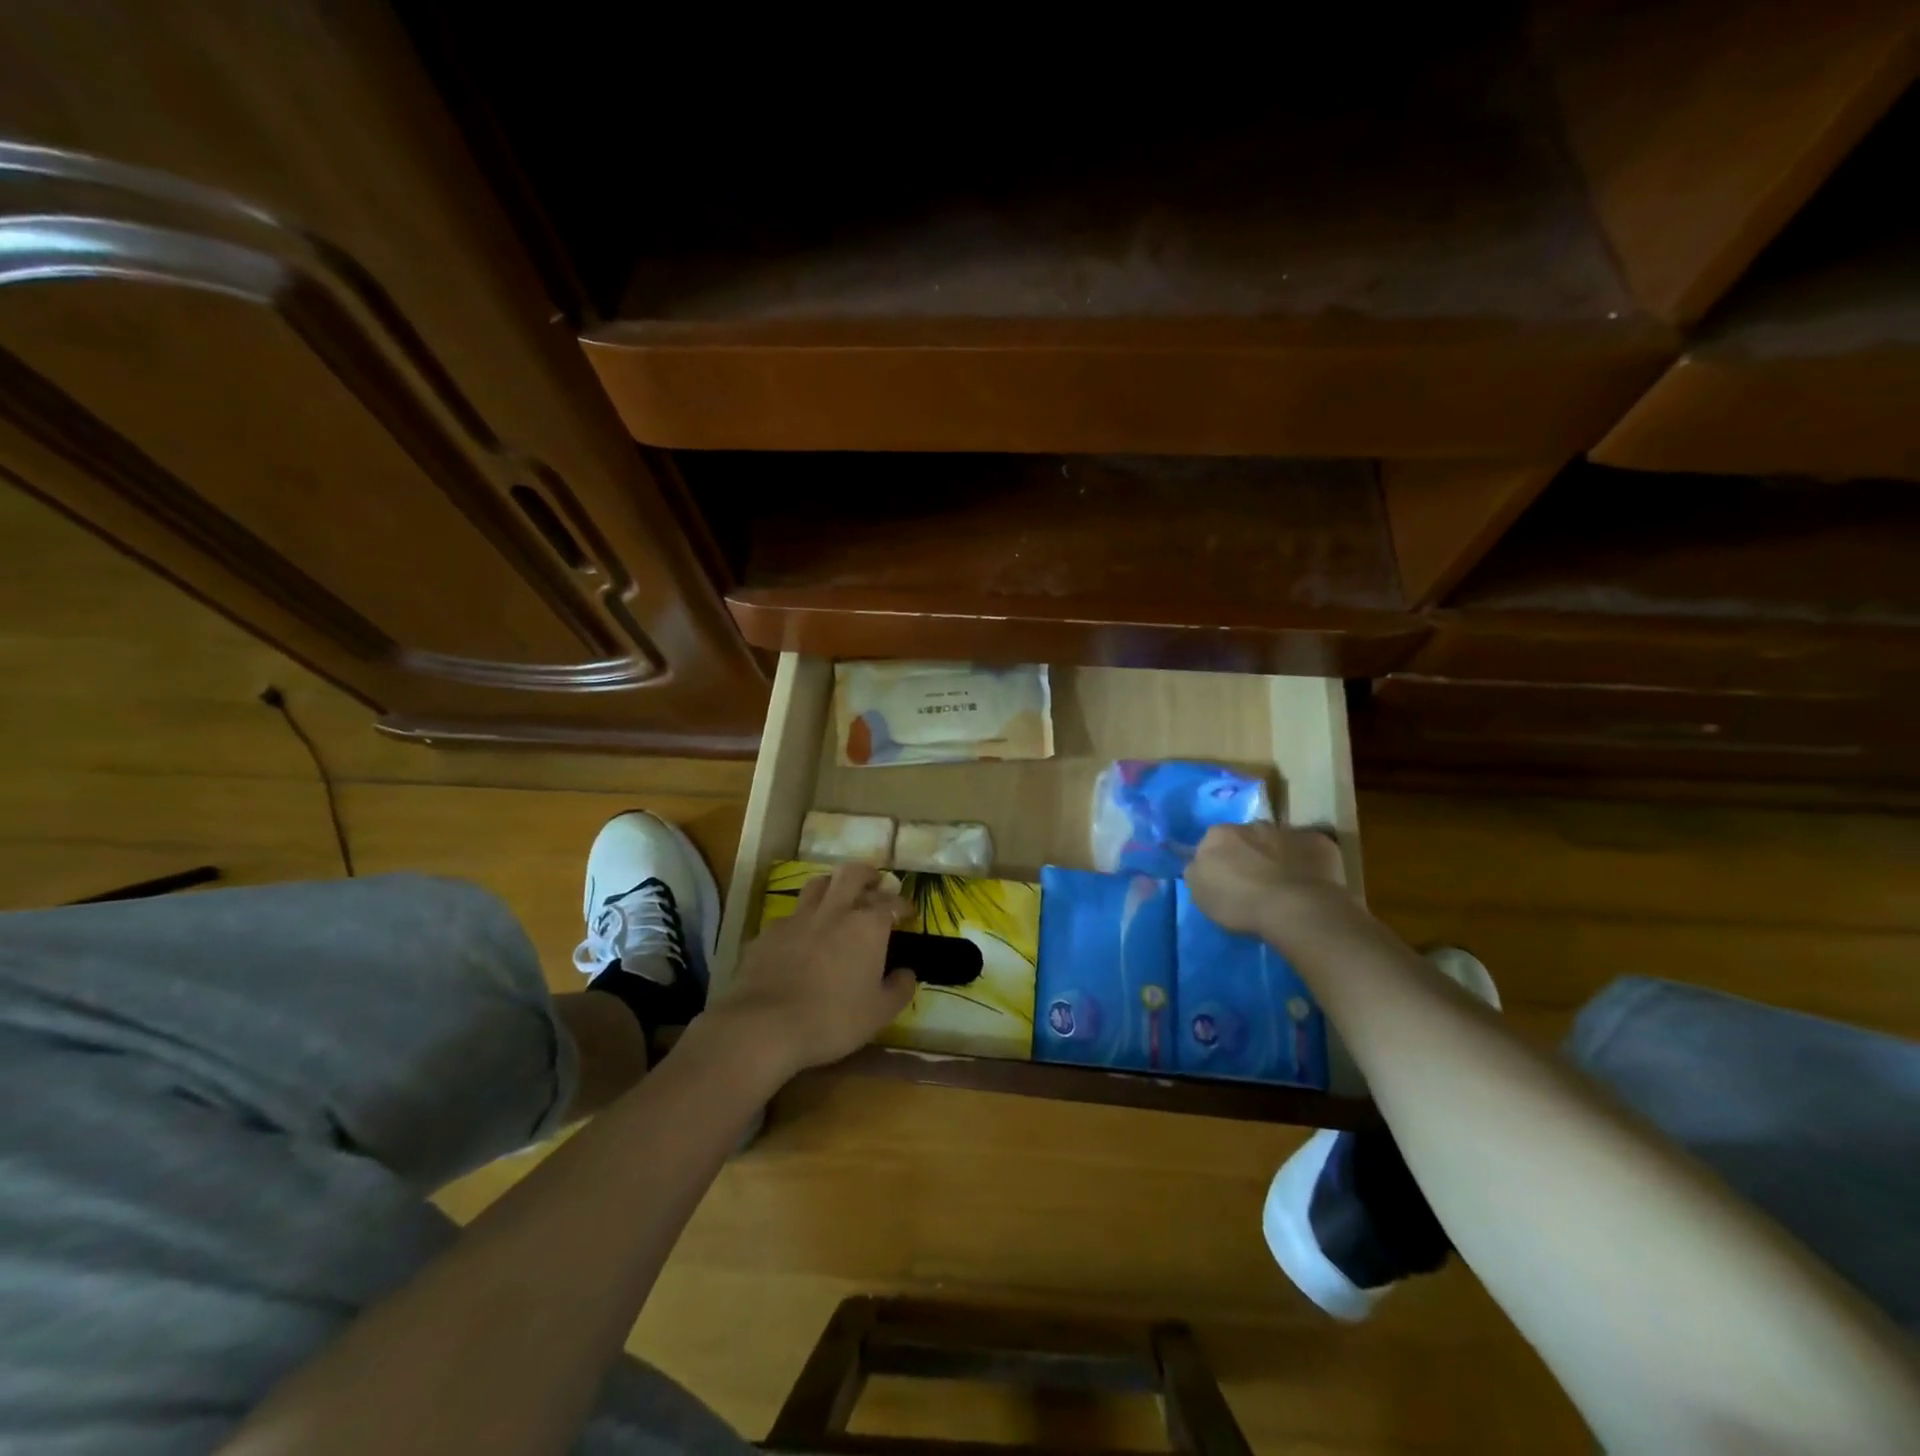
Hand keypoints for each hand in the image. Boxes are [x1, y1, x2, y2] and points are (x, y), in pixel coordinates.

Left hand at [713, 864, 917, 1079]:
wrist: (766, 1025)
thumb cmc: (833, 1019)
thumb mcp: (880, 1012)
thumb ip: (899, 989)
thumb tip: (907, 973)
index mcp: (867, 925)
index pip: (891, 902)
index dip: (902, 905)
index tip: (907, 913)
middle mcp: (834, 911)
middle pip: (851, 874)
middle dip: (867, 874)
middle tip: (874, 883)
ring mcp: (798, 918)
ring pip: (817, 884)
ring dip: (832, 886)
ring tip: (837, 898)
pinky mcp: (769, 932)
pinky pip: (790, 916)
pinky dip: (802, 919)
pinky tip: (801, 936)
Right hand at [1184, 822, 1350, 938]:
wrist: (1295, 908)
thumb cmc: (1239, 903)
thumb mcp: (1199, 893)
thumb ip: (1197, 871)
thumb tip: (1200, 865)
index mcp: (1218, 834)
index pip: (1211, 842)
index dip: (1218, 862)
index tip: (1223, 881)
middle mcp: (1251, 824)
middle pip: (1245, 838)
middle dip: (1248, 854)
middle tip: (1252, 883)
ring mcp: (1287, 831)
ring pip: (1277, 841)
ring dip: (1277, 856)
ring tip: (1282, 885)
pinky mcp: (1319, 842)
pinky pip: (1309, 850)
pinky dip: (1307, 862)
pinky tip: (1309, 883)